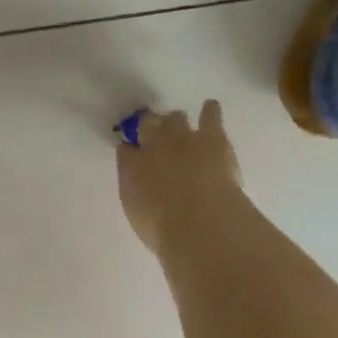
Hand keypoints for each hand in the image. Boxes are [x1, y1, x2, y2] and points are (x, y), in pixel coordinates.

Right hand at [116, 101, 244, 256]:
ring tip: (179, 121)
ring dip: (176, 121)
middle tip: (153, 130)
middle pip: (147, 126)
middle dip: (149, 126)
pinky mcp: (211, 137)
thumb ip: (137, 196)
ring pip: (175, 119)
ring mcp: (182, 138)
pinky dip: (210, 111)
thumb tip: (139, 185)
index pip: (125, 151)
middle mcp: (153, 147)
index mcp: (131, 168)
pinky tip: (211, 106)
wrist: (200, 221)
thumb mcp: (140, 217)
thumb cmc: (165, 231)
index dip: (129, 150)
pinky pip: (210, 116)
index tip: (131, 151)